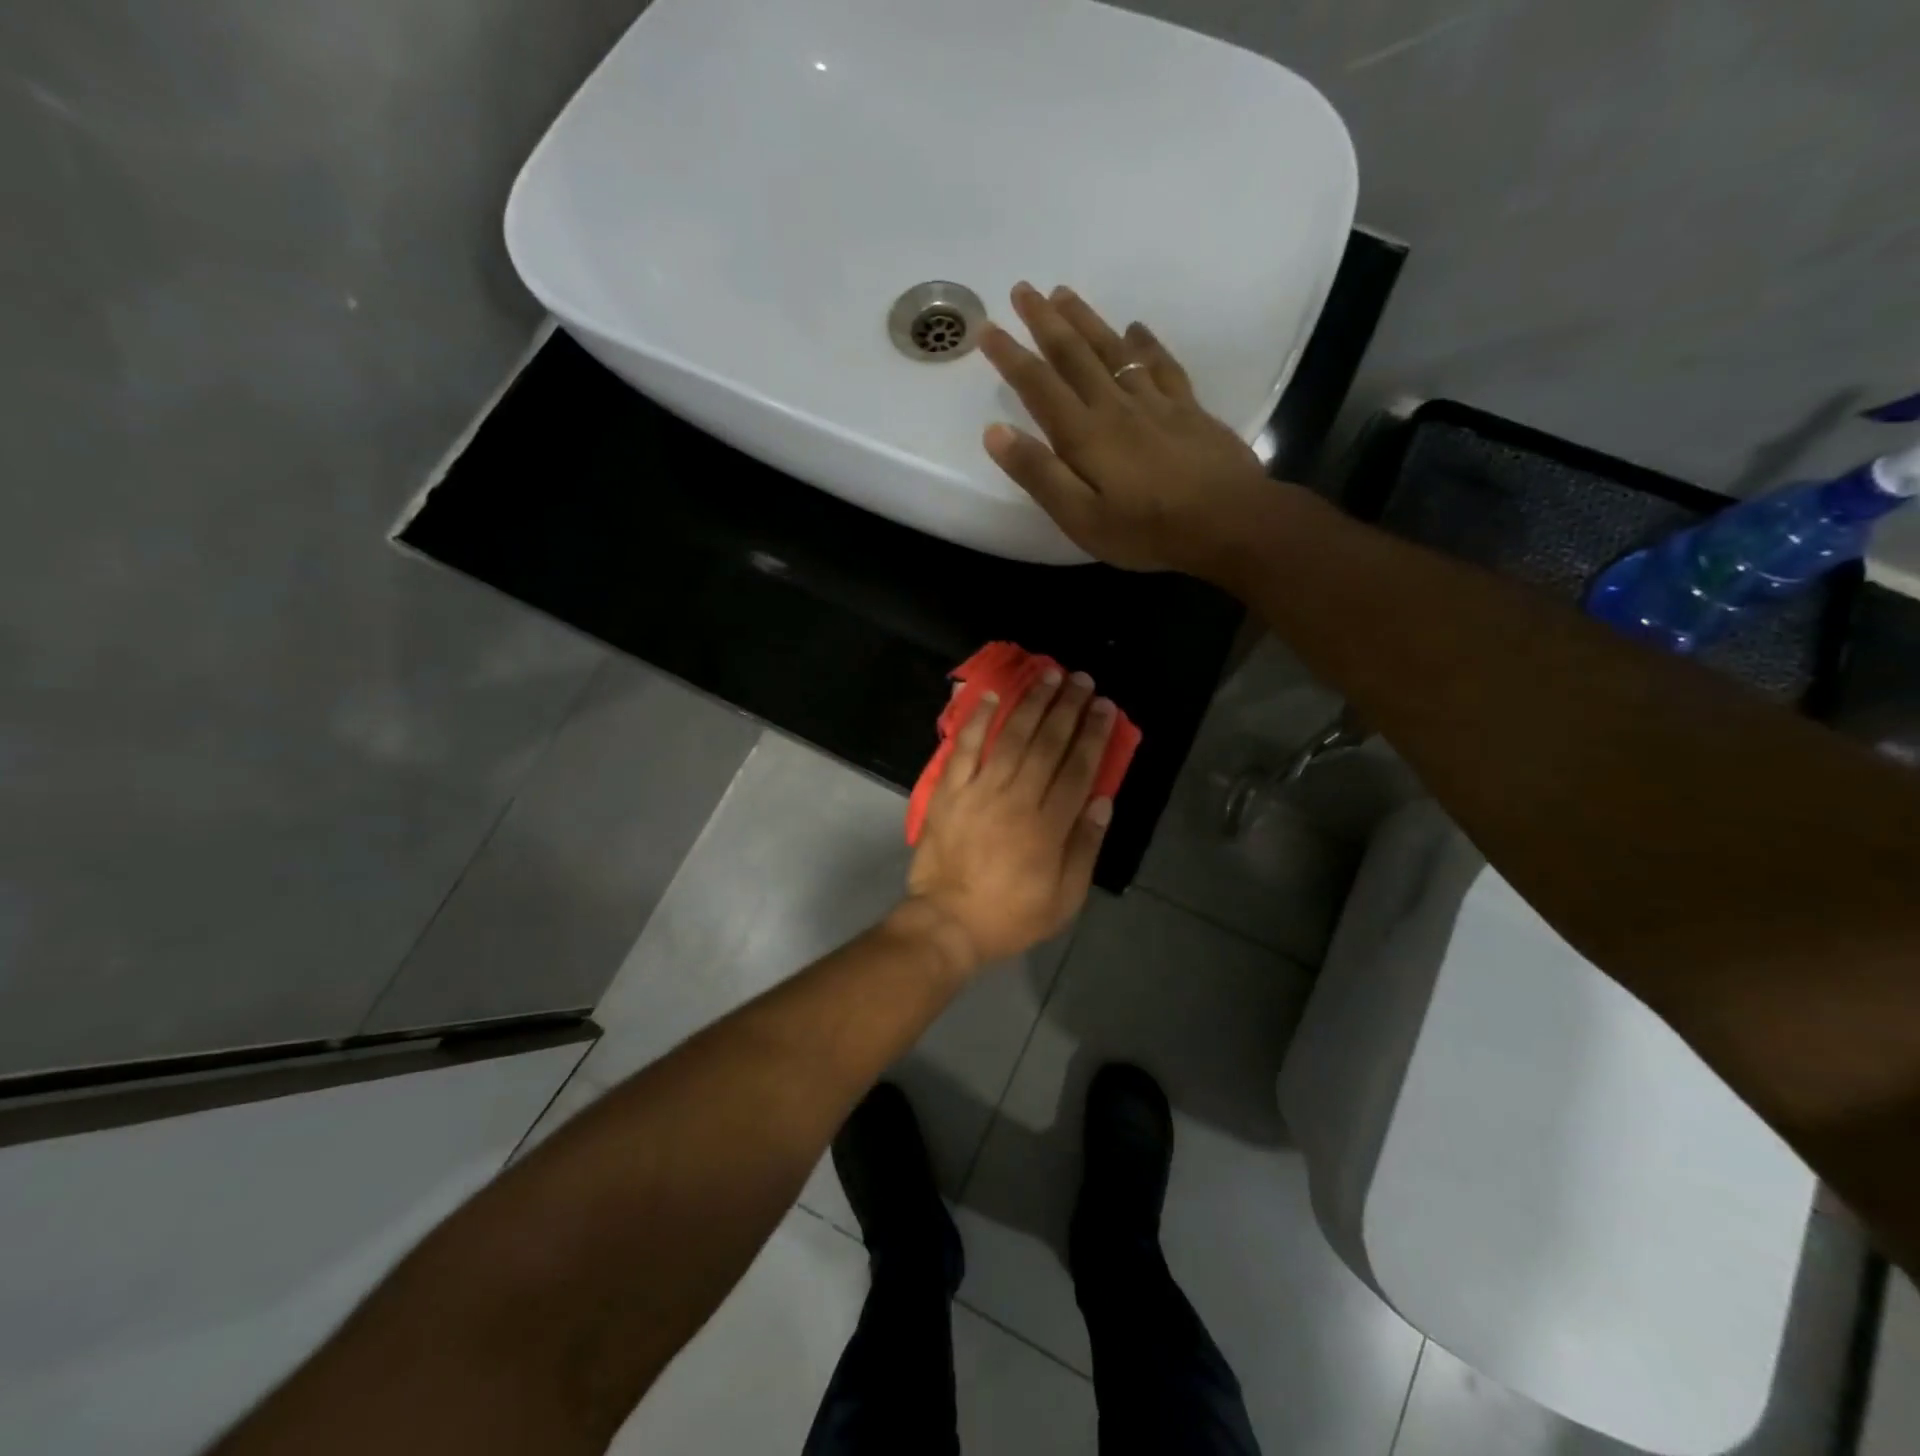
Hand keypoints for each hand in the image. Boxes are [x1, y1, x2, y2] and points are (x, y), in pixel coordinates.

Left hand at [902, 668, 1115, 968]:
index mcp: (1048, 826)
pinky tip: (992, 696)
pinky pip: (963, 749)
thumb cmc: (1010, 915)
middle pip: (1047, 744)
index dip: (1094, 735)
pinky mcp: (949, 792)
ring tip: (1048, 675)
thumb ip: (1085, 847)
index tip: (1105, 706)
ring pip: (1010, 738)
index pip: (1078, 769)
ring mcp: (979, 791)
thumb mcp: (1064, 898)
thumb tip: (1102, 800)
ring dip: (1031, 704)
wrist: (947, 923)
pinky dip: (977, 720)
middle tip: (1082, 679)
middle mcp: (1016, 799)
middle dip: (1068, 708)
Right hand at [978, 282, 1277, 577]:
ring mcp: (1155, 403)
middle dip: (1045, 322)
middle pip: (1075, 355)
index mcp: (1084, 434)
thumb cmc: (1147, 530)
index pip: (1039, 386)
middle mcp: (1115, 406)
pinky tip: (1136, 328)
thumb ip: (1039, 475)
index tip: (986, 328)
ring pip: (1114, 350)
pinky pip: (1161, 365)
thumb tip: (995, 432)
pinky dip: (1145, 343)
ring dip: (1086, 320)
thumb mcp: (1081, 518)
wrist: (1229, 522)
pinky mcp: (1188, 409)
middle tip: (1023, 289)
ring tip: (1064, 294)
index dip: (1010, 356)